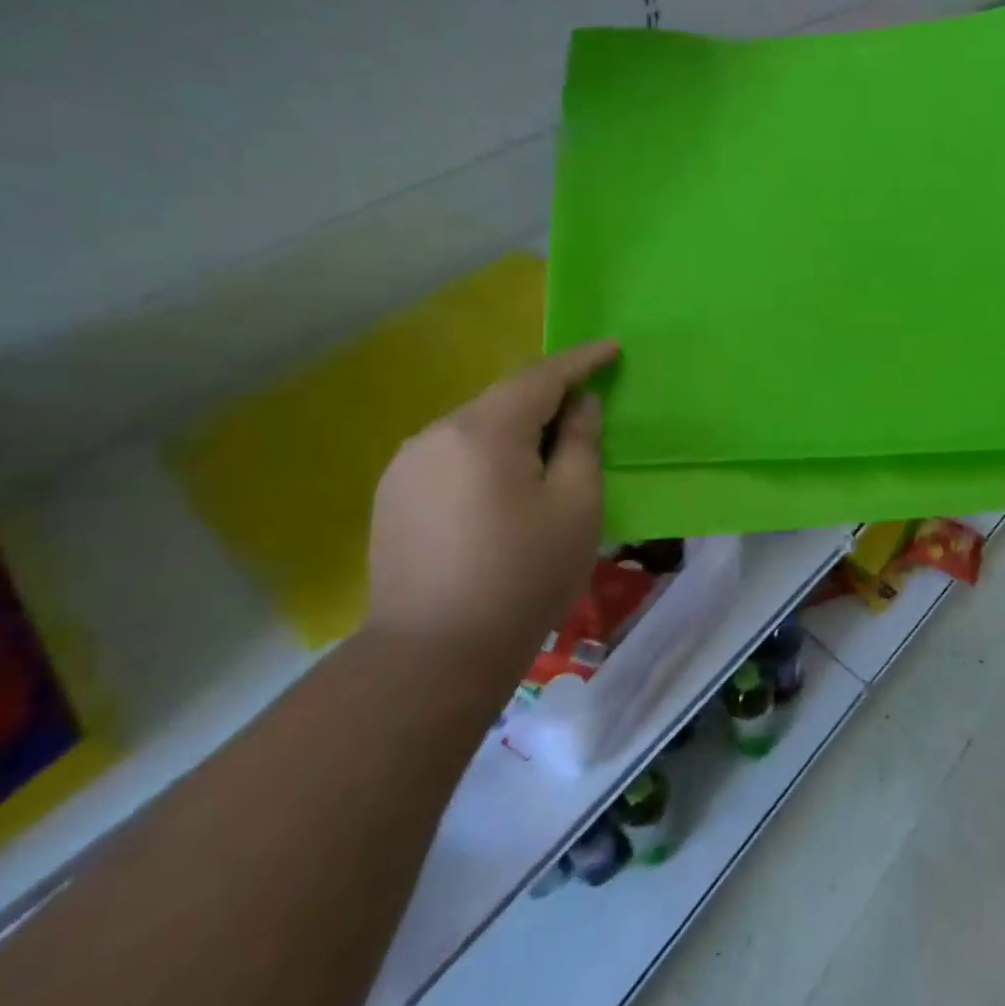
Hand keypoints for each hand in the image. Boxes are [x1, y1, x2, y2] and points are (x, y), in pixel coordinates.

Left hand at [366, 340, 619, 683]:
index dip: (581, 360)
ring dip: (516, 426)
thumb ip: (582, 442)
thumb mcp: (576, 505)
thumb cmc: (523, 576)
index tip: (611, 349)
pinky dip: (486, 452)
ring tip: (547, 453)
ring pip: (476, 425)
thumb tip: (579, 405)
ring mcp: (407, 464)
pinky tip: (502, 484)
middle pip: (505, 398)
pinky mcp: (393, 494)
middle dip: (548, 396)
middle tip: (586, 410)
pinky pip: (452, 452)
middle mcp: (437, 433)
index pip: (541, 376)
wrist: (433, 656)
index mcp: (485, 430)